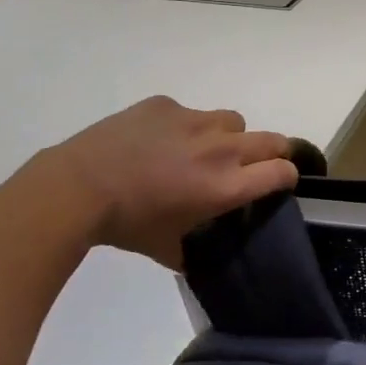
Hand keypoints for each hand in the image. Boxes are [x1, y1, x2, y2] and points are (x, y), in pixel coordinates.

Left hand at [43, 96, 298, 267]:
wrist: (79, 187)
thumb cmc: (128, 225)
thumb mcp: (167, 249)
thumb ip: (192, 252)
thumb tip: (195, 259)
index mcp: (226, 186)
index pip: (282, 171)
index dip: (286, 176)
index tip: (277, 183)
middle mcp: (220, 149)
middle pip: (271, 140)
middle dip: (271, 153)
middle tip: (252, 166)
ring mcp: (193, 121)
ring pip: (232, 121)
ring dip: (228, 136)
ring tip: (201, 150)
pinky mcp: (166, 105)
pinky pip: (190, 112)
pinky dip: (183, 126)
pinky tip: (156, 141)